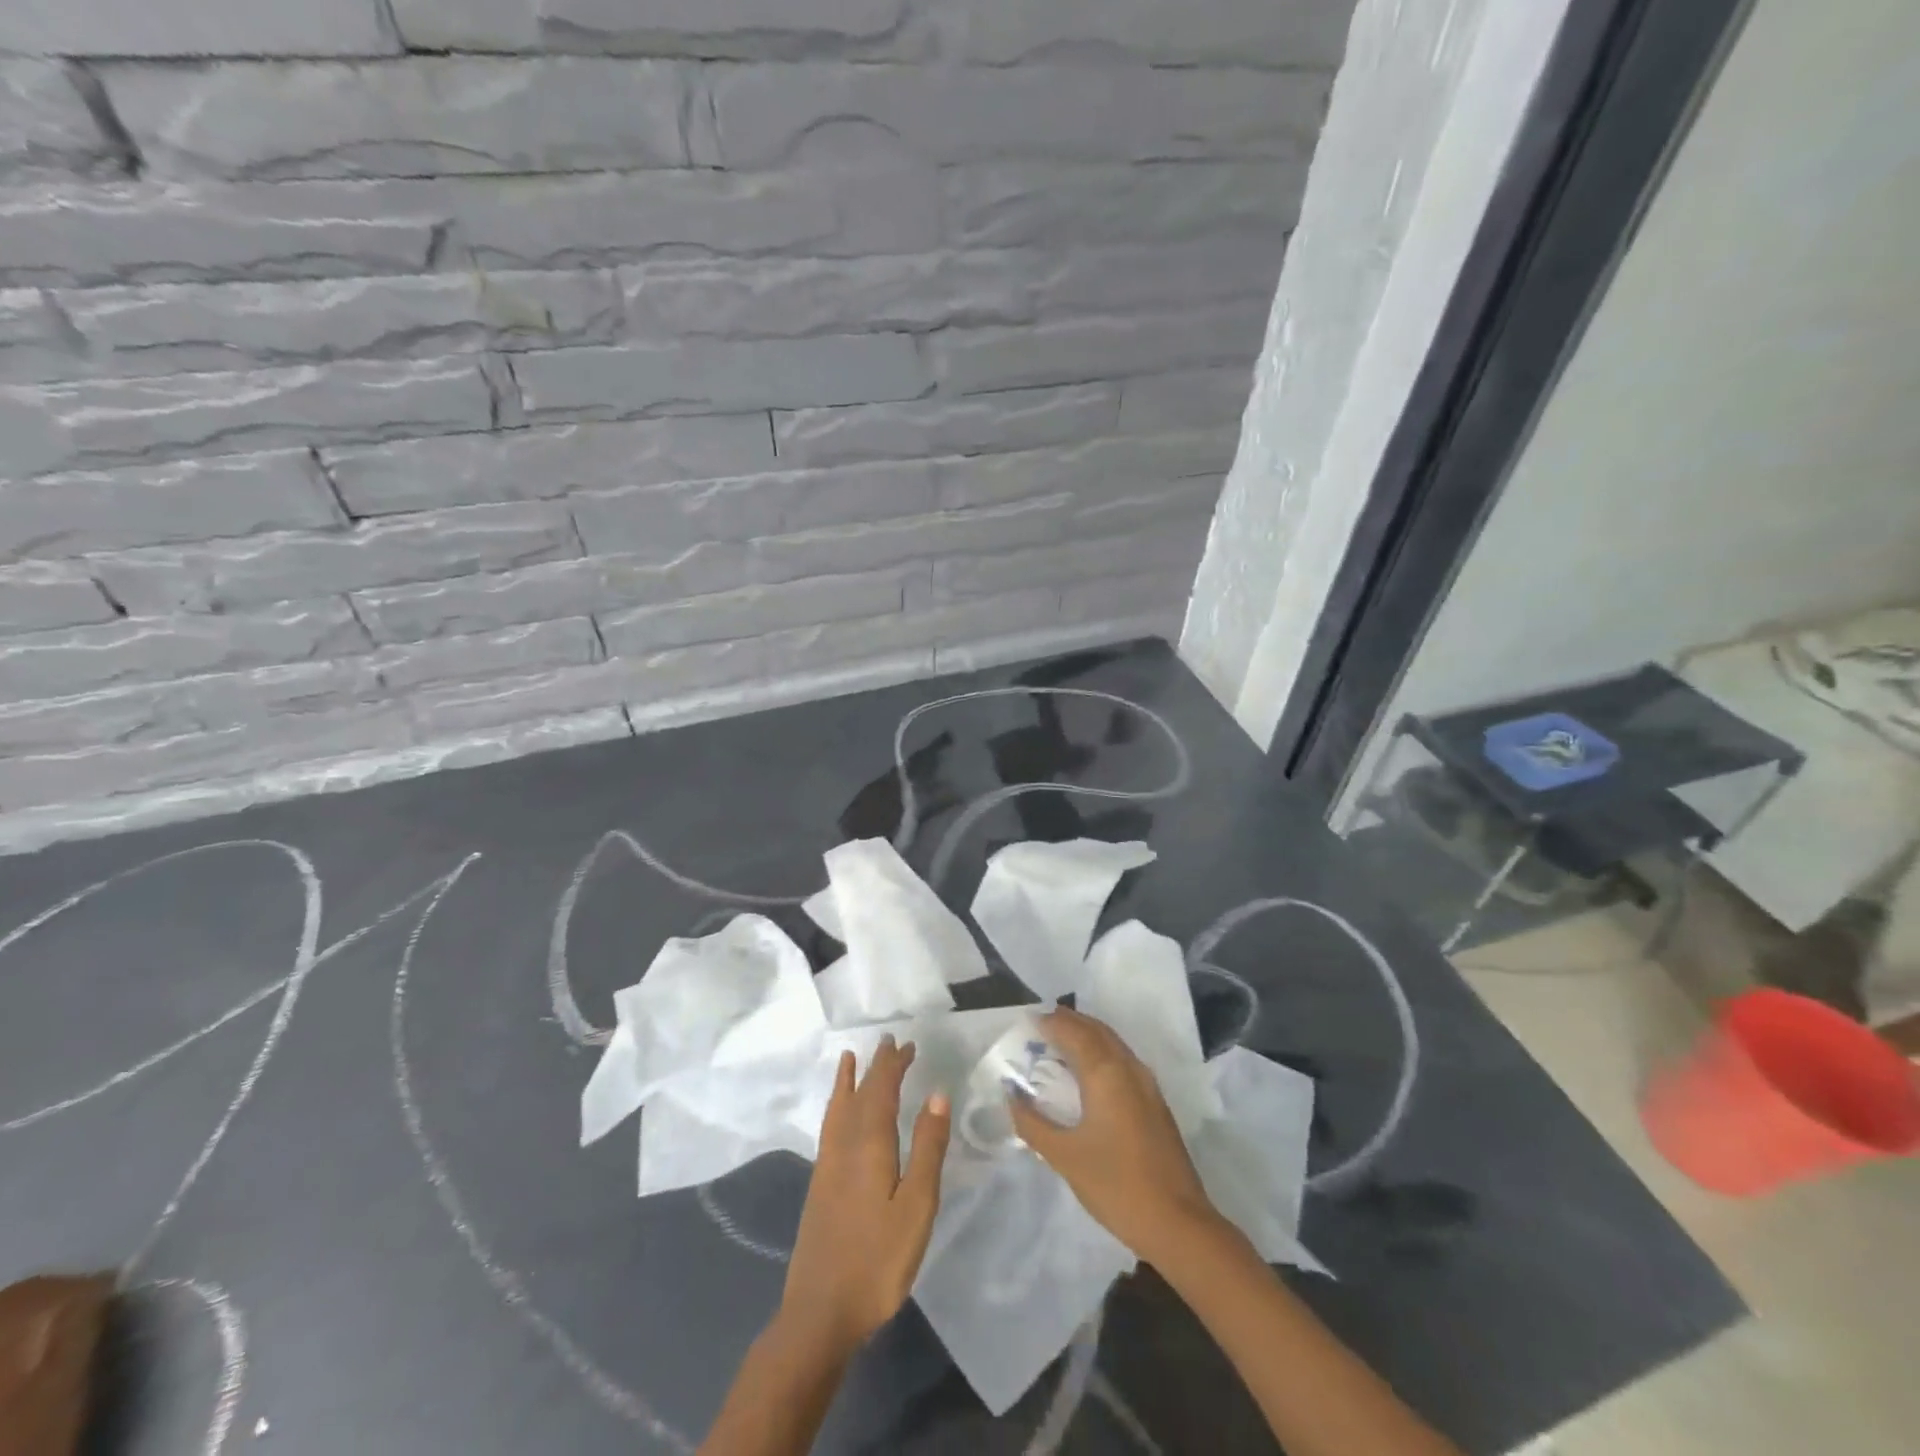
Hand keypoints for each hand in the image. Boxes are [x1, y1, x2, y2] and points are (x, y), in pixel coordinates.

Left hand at [781, 1037, 950, 1353]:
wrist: (820, 1312)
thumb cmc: (877, 1260)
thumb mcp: (916, 1206)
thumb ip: (927, 1148)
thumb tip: (937, 1093)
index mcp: (870, 1144)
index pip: (881, 1090)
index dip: (893, 1065)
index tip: (906, 1044)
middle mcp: (844, 1144)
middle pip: (860, 1094)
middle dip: (876, 1067)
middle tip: (890, 1043)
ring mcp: (827, 1164)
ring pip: (839, 1108)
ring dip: (849, 1081)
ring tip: (850, 1059)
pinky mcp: (820, 1184)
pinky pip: (829, 1126)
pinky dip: (835, 1105)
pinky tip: (838, 1114)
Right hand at [1011, 1007, 1222, 1264]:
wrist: (1178, 1224)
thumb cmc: (1115, 1185)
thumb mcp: (1064, 1156)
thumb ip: (1033, 1123)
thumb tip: (1012, 1096)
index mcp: (1106, 1072)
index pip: (1074, 1031)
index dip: (1051, 1022)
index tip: (1028, 1021)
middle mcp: (1129, 1068)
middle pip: (1097, 1030)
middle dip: (1070, 1022)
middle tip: (1042, 1025)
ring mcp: (1147, 1085)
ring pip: (1113, 1044)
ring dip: (1088, 1036)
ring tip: (1061, 1044)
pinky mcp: (1155, 1103)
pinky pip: (1123, 1061)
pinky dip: (1102, 1054)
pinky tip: (1088, 1075)